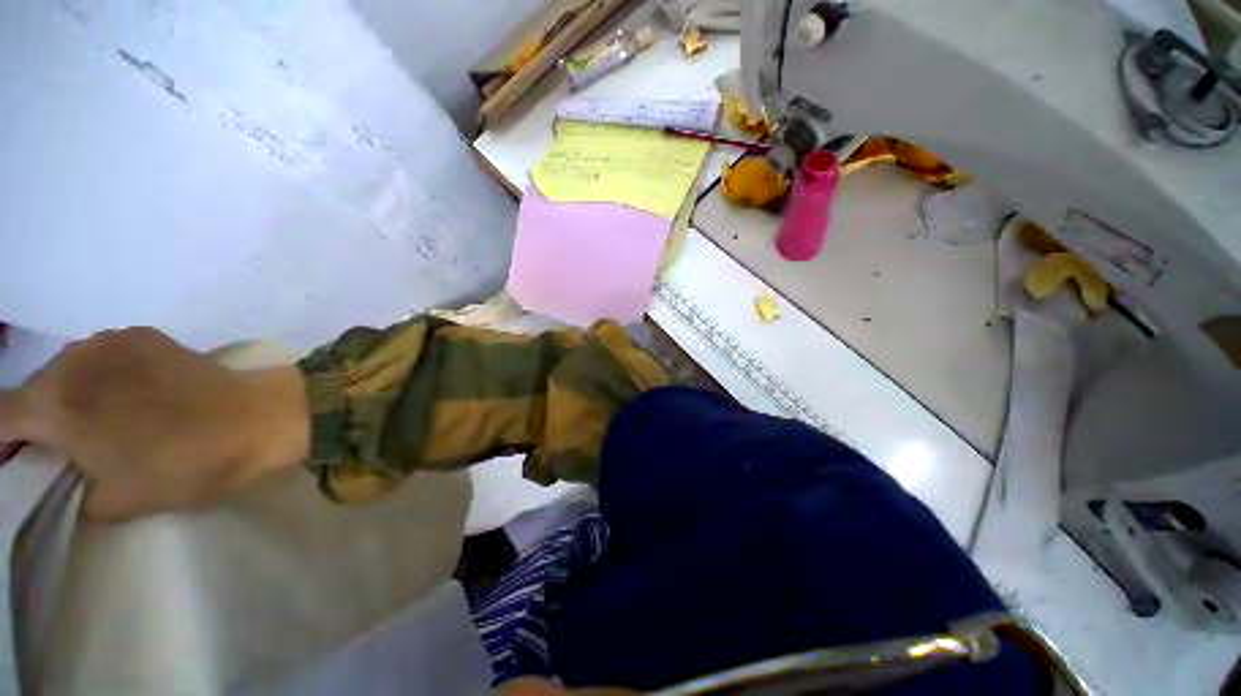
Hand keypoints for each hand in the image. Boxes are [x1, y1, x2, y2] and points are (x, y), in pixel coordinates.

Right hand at [0, 328, 308, 519]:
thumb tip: (61, 475)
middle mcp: (73, 361)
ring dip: (70, 396)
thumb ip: (71, 489)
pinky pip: (103, 357)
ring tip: (96, 423)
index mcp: (56, 405)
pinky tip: (128, 397)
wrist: (259, 419)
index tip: (10, 462)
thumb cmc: (187, 464)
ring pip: (67, 371)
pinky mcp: (145, 335)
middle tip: (56, 449)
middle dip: (35, 421)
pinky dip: (101, 377)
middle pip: (33, 392)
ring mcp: (110, 340)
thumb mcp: (116, 500)